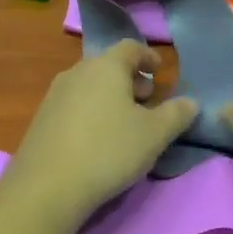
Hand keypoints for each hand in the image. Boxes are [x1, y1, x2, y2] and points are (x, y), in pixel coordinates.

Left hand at [4, 41, 198, 221]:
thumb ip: (177, 114)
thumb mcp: (154, 135)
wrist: (47, 186)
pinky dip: (91, 111)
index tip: (160, 71)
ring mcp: (55, 95)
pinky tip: (98, 138)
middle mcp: (77, 72)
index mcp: (106, 67)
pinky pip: (74, 105)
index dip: (148, 57)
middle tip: (147, 100)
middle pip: (108, 65)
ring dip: (110, 96)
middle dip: (130, 79)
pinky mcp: (41, 119)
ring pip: (90, 85)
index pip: (131, 47)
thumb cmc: (109, 151)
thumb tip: (191, 102)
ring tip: (125, 122)